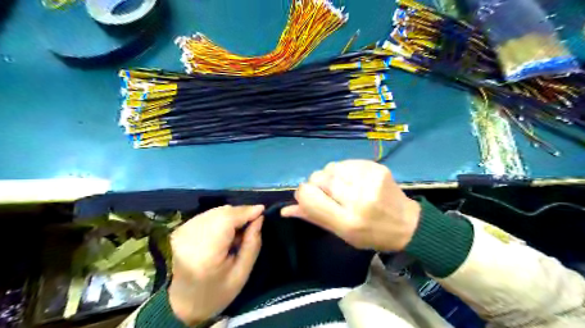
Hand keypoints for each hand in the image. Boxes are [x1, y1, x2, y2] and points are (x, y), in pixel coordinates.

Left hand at [166, 205, 261, 324]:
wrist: (182, 303)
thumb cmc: (216, 293)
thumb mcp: (241, 274)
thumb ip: (252, 244)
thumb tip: (259, 218)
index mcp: (205, 253)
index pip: (227, 220)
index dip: (246, 211)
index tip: (262, 210)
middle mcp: (190, 237)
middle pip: (221, 212)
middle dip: (240, 213)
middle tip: (253, 221)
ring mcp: (182, 231)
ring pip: (215, 211)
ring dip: (231, 215)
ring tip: (239, 229)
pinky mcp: (180, 229)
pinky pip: (207, 215)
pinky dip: (220, 218)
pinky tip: (225, 230)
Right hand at [282, 160, 420, 252]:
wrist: (407, 224)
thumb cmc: (370, 234)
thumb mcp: (341, 233)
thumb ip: (313, 218)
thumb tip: (285, 210)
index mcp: (347, 221)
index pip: (309, 196)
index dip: (303, 194)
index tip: (308, 198)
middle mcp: (357, 198)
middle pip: (318, 178)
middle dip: (317, 184)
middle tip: (329, 194)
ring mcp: (368, 180)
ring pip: (330, 167)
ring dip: (330, 176)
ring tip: (342, 187)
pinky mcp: (376, 167)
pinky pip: (345, 162)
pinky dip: (343, 170)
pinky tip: (352, 180)